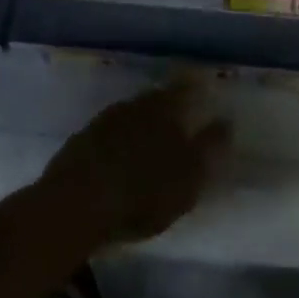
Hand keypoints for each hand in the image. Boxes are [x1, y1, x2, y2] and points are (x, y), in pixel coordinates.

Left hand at [34, 79, 230, 250]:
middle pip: (155, 101)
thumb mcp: (189, 176)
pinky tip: (118, 163)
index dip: (195, 89)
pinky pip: (106, 137)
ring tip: (148, 147)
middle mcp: (132, 105)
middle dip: (166, 110)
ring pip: (129, 117)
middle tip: (177, 124)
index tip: (202, 92)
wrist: (72, 209)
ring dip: (139, 127)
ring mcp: (101, 123)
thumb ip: (210, 147)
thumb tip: (226, 121)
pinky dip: (116, 145)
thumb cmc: (143, 192)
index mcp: (164, 108)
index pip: (184, 88)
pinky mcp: (76, 145)